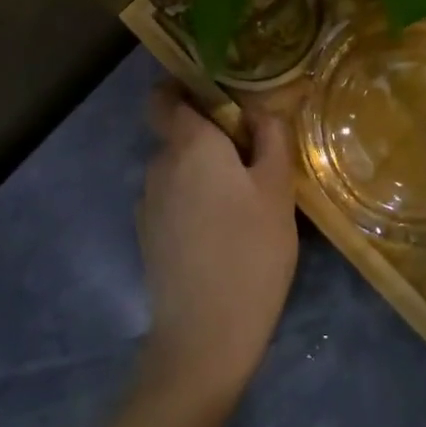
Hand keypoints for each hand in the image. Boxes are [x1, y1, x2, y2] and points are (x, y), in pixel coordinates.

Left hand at [135, 87, 297, 412]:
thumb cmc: (250, 251)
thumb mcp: (277, 189)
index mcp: (189, 144)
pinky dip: (194, 201)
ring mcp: (148, 203)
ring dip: (204, 171)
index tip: (219, 96)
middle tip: (253, 155)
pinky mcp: (147, 237)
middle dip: (210, 135)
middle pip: (178, 132)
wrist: (204, 338)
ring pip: (177, 169)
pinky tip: (223, 230)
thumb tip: (260, 110)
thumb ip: (271, 137)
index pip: (164, 96)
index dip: (184, 88)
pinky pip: (172, 199)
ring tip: (243, 198)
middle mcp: (159, 165)